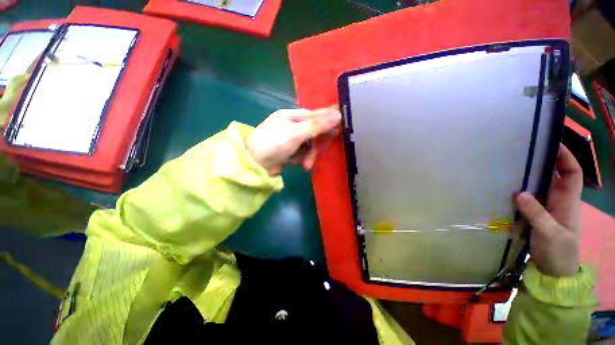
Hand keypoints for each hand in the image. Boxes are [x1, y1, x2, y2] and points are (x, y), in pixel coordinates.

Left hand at [247, 107, 340, 175]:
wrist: (254, 164)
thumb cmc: (273, 143)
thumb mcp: (296, 133)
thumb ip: (317, 125)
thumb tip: (338, 115)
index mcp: (293, 116)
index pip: (316, 115)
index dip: (328, 121)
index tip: (339, 128)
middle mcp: (293, 126)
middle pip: (314, 132)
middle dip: (316, 144)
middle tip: (319, 150)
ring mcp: (291, 140)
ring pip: (310, 145)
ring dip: (310, 155)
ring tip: (306, 164)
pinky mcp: (290, 152)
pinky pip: (303, 154)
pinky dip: (303, 160)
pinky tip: (301, 165)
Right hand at [515, 144, 582, 276]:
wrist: (553, 270)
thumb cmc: (559, 252)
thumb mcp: (551, 234)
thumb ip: (538, 214)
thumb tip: (520, 193)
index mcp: (568, 201)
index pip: (572, 173)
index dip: (566, 157)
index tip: (553, 143)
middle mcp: (557, 200)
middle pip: (554, 175)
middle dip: (543, 162)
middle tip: (523, 151)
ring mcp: (545, 208)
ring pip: (538, 186)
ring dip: (528, 176)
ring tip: (510, 166)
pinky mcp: (534, 215)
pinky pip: (527, 198)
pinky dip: (518, 190)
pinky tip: (506, 187)